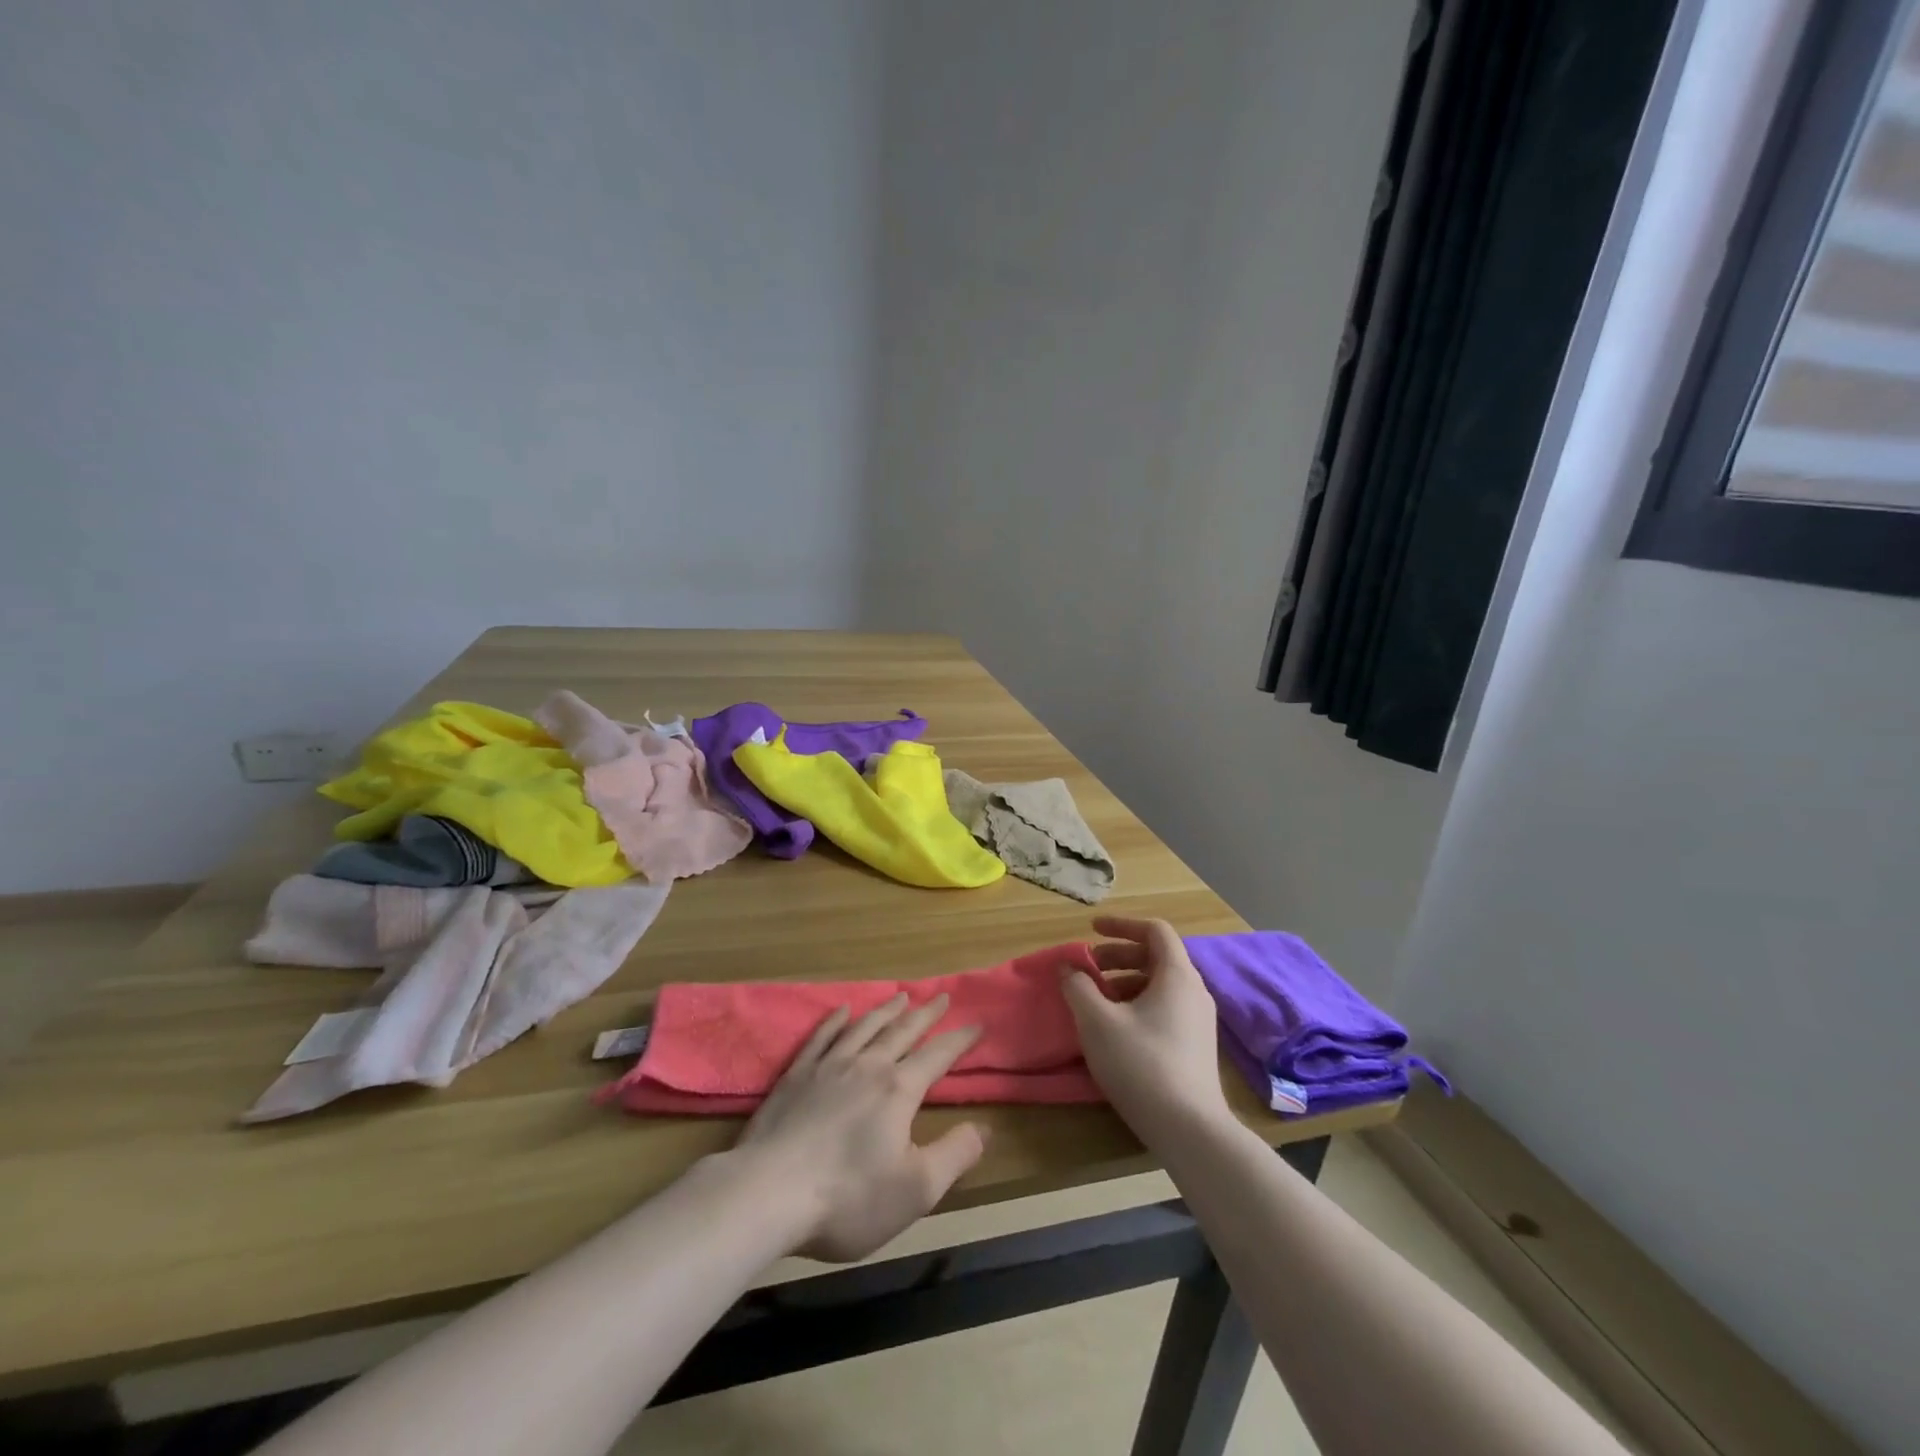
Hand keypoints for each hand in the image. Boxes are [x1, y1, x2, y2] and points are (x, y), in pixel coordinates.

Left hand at [734, 992, 987, 1261]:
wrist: (768, 1193)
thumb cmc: (848, 1198)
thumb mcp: (916, 1190)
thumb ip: (955, 1155)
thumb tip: (984, 1127)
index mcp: (899, 1089)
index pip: (938, 1055)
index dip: (960, 1040)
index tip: (977, 1024)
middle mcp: (867, 1065)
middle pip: (902, 1031)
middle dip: (925, 1013)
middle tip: (941, 996)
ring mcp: (828, 1066)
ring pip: (864, 1027)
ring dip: (886, 1010)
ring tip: (900, 995)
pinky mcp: (796, 1075)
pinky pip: (822, 1036)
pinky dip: (835, 1020)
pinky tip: (842, 1011)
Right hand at [1060, 916, 1229, 1142]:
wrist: (1189, 1129)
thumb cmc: (1141, 1063)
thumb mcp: (1097, 1021)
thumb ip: (1078, 986)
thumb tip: (1068, 967)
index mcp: (1177, 975)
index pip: (1154, 930)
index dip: (1121, 925)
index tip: (1091, 931)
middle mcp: (1194, 991)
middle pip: (1156, 956)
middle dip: (1118, 956)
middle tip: (1088, 968)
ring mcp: (1198, 1020)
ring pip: (1159, 984)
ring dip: (1125, 982)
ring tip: (1096, 1000)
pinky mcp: (1196, 1046)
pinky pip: (1165, 1007)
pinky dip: (1137, 1003)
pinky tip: (1115, 1028)